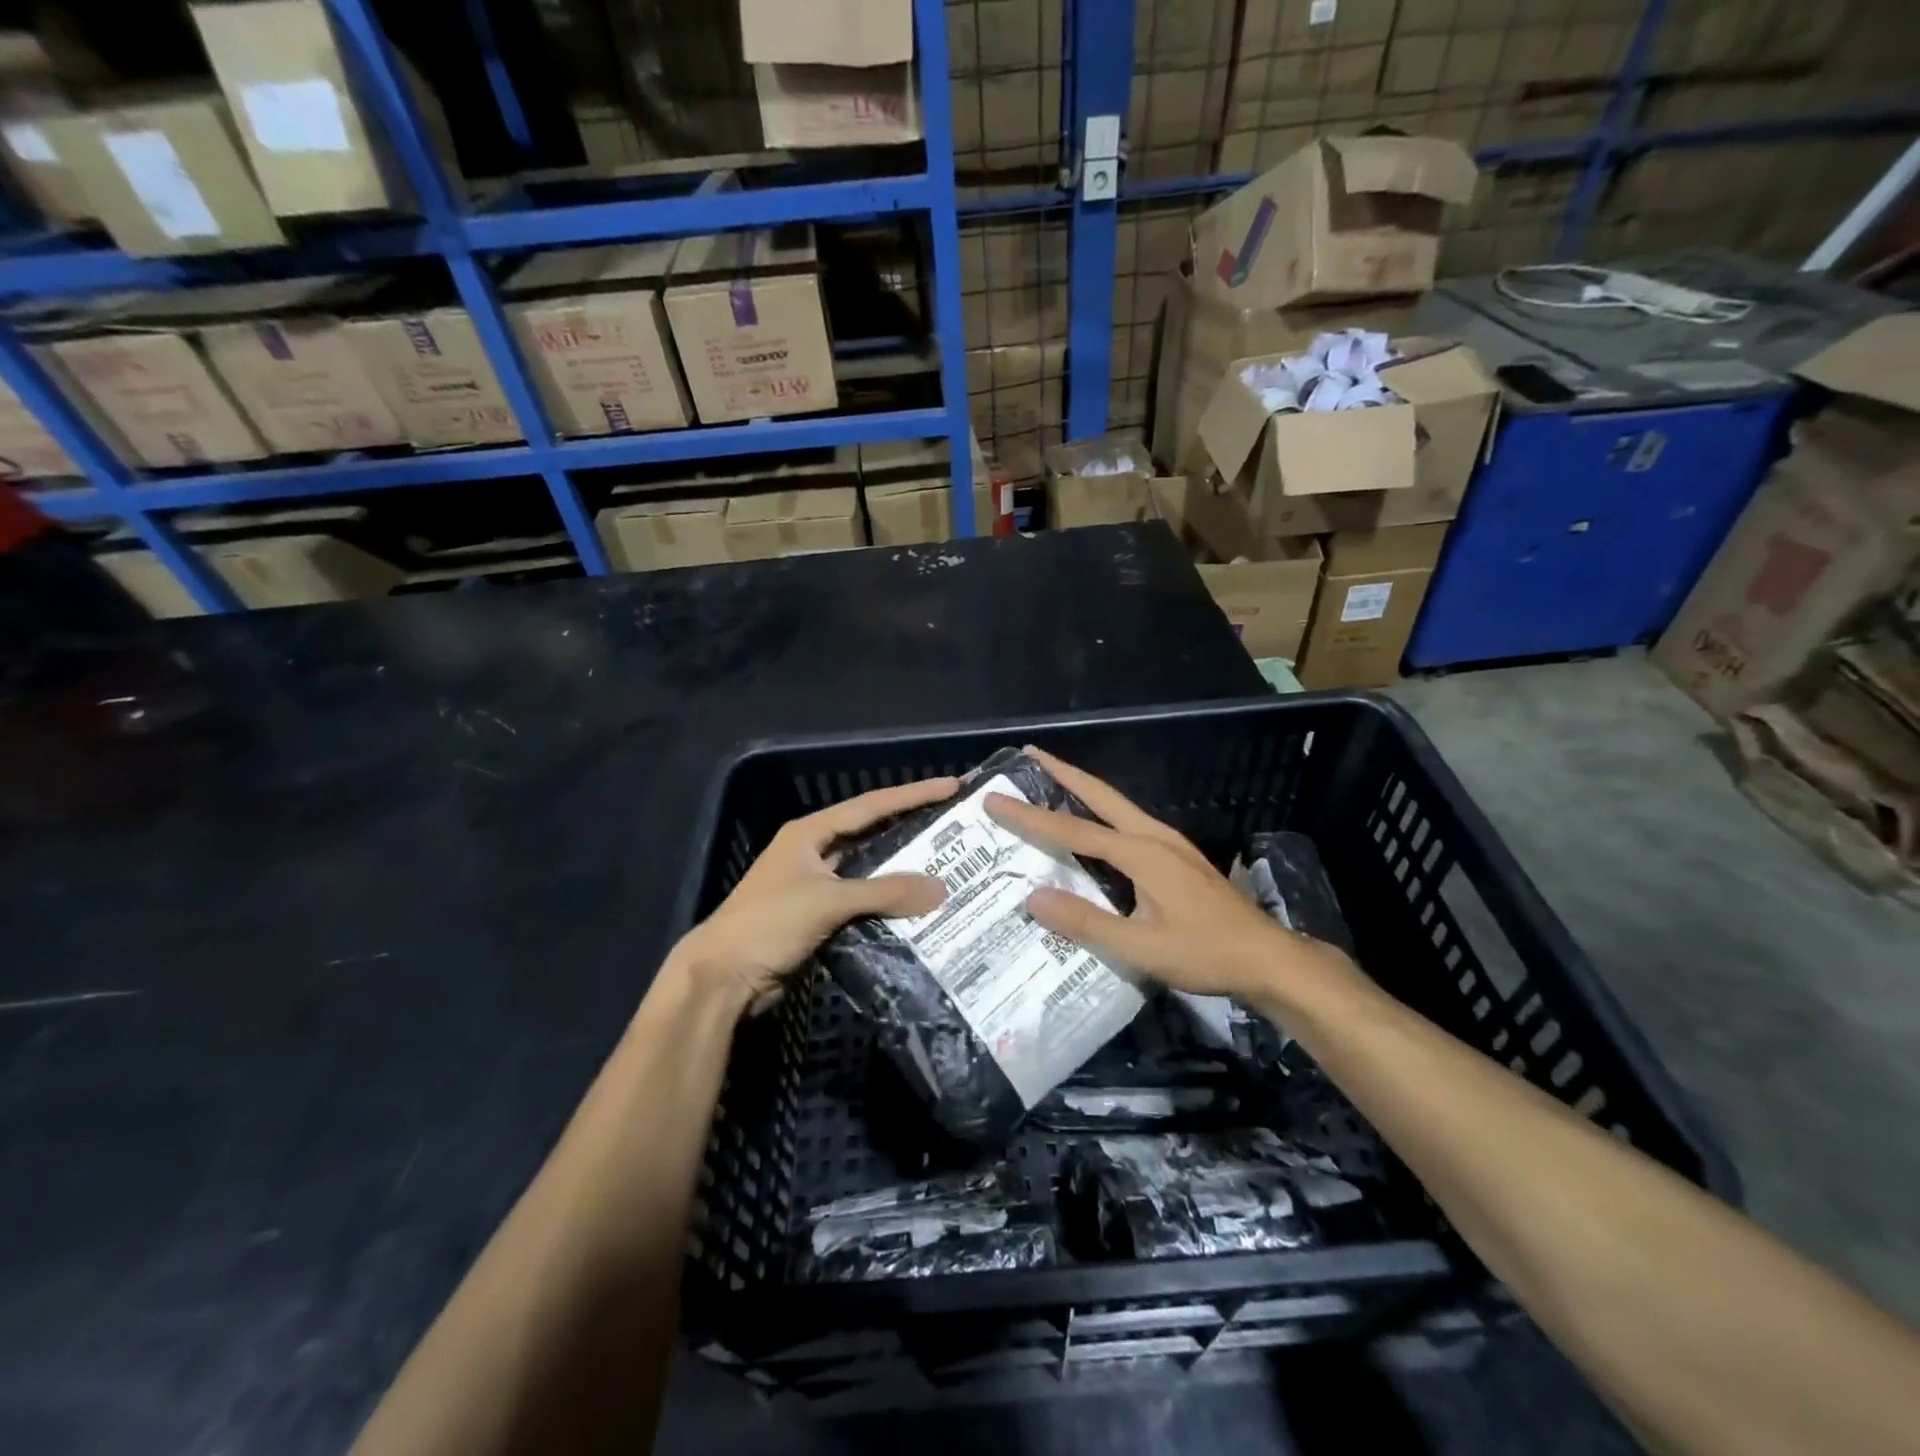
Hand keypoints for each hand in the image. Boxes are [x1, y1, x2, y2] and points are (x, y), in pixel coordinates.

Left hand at [673, 775, 957, 1011]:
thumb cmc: (769, 924)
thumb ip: (885, 892)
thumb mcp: (828, 901)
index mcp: (810, 834)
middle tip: (956, 827)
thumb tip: (942, 889)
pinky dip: (889, 903)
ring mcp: (815, 886)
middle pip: (872, 835)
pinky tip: (918, 907)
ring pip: (869, 872)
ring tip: (947, 866)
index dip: (912, 795)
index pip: (871, 806)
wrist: (722, 979)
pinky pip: (864, 903)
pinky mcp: (819, 918)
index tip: (951, 786)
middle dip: (911, 829)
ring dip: (902, 872)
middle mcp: (814, 853)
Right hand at [985, 747, 1355, 1002]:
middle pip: (1101, 795)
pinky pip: (1130, 822)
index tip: (995, 800)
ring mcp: (1171, 843)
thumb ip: (1087, 923)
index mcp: (1141, 854)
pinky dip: (1102, 812)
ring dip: (1083, 789)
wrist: (1268, 958)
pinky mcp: (1179, 856)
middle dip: (1064, 772)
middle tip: (1031, 752)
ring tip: (1053, 780)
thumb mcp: (1141, 948)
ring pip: (1117, 805)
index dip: (1031, 817)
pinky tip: (1096, 825)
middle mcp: (1154, 837)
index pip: (1073, 832)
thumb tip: (1033, 898)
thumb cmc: (1205, 953)